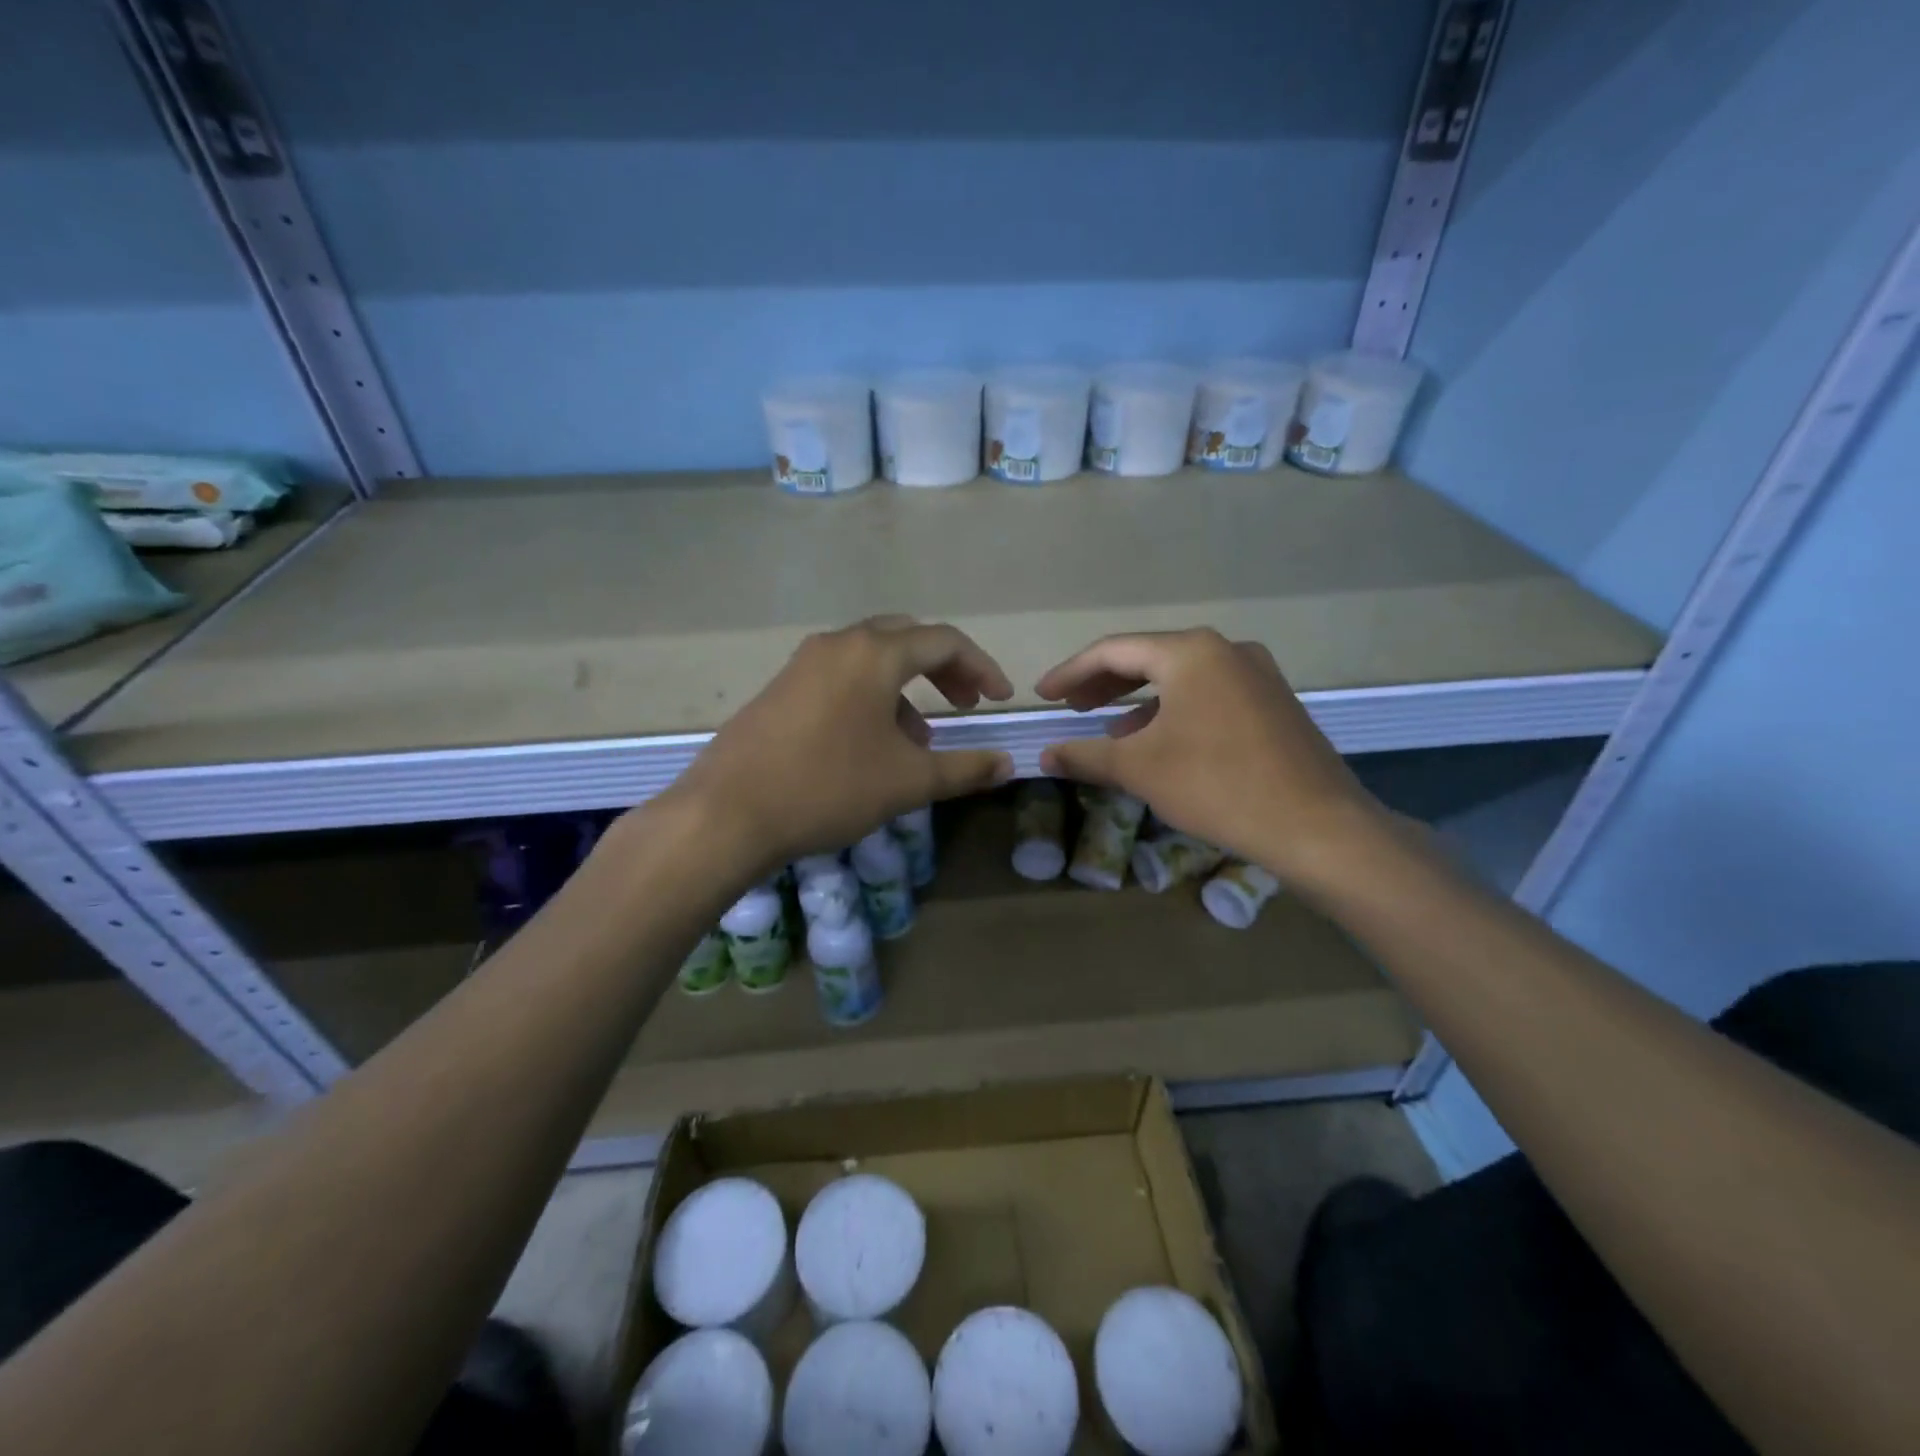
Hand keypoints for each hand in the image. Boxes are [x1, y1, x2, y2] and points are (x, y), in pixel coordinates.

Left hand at [668, 616, 1014, 872]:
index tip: (999, 700)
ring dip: (906, 687)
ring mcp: (803, 664)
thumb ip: (964, 769)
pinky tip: (871, 745)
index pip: (944, 641)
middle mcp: (838, 644)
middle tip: (965, 704)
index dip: (981, 667)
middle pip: (906, 639)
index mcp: (874, 653)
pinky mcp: (781, 688)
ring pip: (871, 659)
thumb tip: (1006, 764)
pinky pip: (840, 678)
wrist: (727, 812)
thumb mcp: (907, 782)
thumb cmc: (828, 787)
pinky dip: (871, 697)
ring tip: (920, 738)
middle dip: (944, 669)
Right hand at [1035, 628, 1388, 886]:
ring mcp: (1257, 674)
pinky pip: (1209, 695)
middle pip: (1148, 658)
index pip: (1113, 651)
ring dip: (1139, 700)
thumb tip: (1046, 756)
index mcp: (1190, 653)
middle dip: (1104, 683)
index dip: (1070, 672)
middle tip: (1070, 706)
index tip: (1042, 695)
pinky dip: (1175, 711)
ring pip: (1181, 678)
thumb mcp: (1140, 769)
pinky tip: (1161, 741)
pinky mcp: (1274, 702)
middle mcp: (1225, 650)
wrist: (1318, 826)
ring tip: (1109, 727)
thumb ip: (1086, 755)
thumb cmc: (1218, 786)